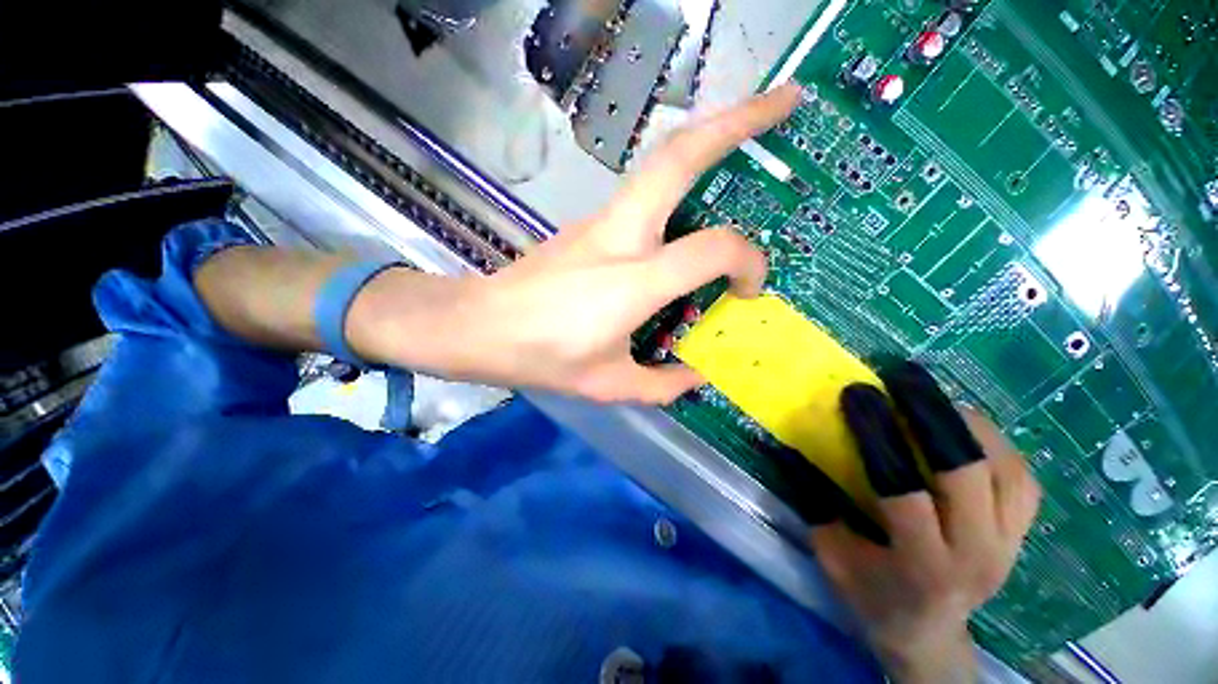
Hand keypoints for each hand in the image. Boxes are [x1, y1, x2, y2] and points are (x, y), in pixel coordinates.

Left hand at [355, 86, 802, 402]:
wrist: (479, 326)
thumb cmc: (542, 358)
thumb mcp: (608, 385)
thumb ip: (661, 385)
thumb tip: (696, 374)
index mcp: (632, 282)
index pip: (711, 250)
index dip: (746, 263)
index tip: (747, 290)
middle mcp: (620, 236)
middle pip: (680, 155)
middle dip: (739, 119)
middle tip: (786, 100)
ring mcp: (600, 221)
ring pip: (661, 161)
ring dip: (710, 135)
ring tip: (750, 125)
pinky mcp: (589, 222)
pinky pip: (644, 192)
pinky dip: (680, 180)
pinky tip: (693, 202)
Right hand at [809, 360, 1040, 682]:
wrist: (929, 636)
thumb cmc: (871, 597)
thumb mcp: (831, 554)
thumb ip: (815, 501)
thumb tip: (791, 448)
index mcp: (921, 565)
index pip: (902, 488)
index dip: (877, 435)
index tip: (856, 394)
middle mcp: (977, 554)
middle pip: (967, 472)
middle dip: (931, 414)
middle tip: (901, 376)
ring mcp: (1010, 545)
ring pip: (1005, 468)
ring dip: (967, 423)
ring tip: (931, 396)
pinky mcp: (1024, 536)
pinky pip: (1022, 478)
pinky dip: (996, 443)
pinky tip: (966, 425)